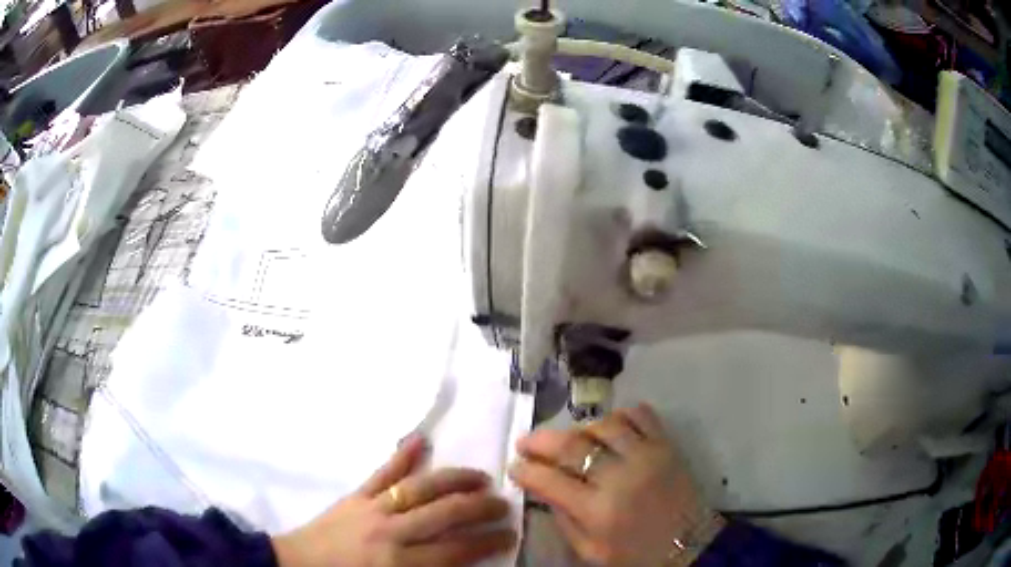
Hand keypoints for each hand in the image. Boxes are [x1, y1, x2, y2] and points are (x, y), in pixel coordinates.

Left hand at [273, 434, 516, 566]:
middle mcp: (391, 531)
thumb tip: (460, 563)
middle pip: (445, 514)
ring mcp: (372, 508)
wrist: (296, 564)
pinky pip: (382, 472)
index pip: (456, 550)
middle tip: (504, 503)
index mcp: (399, 562)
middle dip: (480, 508)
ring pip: (421, 488)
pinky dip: (402, 455)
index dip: (487, 541)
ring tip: (481, 477)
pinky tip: (421, 439)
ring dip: (455, 481)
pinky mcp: (355, 495)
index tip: (510, 533)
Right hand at [509, 403, 720, 565]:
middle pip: (572, 445)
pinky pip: (641, 415)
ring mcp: (647, 456)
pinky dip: (621, 415)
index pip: (549, 480)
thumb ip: (564, 520)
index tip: (514, 466)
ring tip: (573, 439)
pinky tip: (611, 427)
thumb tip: (543, 489)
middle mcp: (620, 477)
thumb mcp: (590, 551)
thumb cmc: (635, 555)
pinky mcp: (667, 446)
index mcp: (598, 510)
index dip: (525, 470)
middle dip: (540, 440)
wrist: (689, 545)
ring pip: (604, 424)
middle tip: (526, 442)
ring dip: (581, 428)